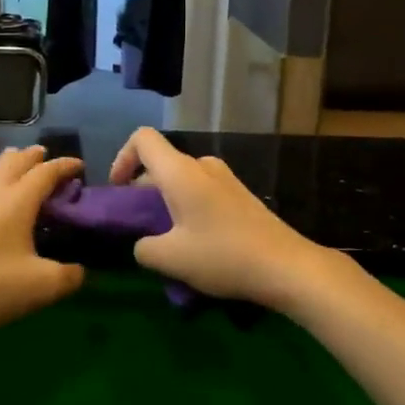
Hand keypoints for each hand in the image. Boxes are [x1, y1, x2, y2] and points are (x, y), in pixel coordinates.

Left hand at [0, 146, 85, 337]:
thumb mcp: (45, 285)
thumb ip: (70, 275)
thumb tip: (79, 271)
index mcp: (19, 202)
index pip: (46, 173)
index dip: (65, 166)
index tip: (80, 166)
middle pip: (15, 163)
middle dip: (33, 156)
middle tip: (47, 156)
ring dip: (6, 163)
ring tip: (15, 157)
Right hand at [108, 128, 327, 309]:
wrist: (286, 266)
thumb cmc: (223, 255)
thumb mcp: (170, 259)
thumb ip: (143, 248)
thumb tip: (142, 243)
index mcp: (180, 172)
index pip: (142, 138)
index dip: (122, 158)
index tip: (119, 192)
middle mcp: (202, 166)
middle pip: (161, 163)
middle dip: (142, 190)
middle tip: (138, 227)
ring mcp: (225, 179)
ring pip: (182, 180)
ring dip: (166, 203)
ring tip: (165, 240)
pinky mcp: (240, 196)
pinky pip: (202, 192)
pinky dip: (188, 209)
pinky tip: (195, 244)